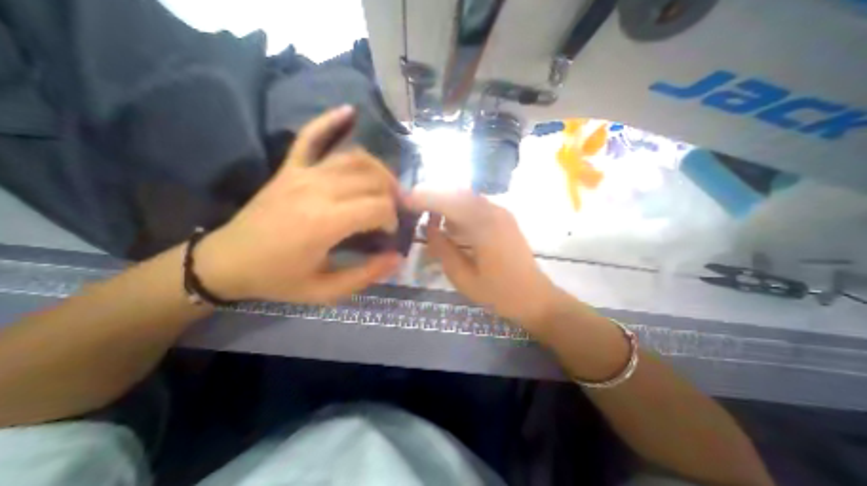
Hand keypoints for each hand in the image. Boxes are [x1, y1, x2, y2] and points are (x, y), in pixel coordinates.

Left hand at [195, 107, 402, 303]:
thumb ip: (366, 275)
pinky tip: (349, 112)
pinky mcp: (290, 168)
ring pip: (355, 158)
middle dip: (391, 195)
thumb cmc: (279, 279)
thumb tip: (397, 257)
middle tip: (392, 211)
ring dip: (378, 169)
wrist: (226, 262)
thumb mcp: (325, 290)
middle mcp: (317, 190)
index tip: (388, 233)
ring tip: (386, 185)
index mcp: (325, 223)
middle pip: (372, 180)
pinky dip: (331, 121)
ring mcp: (302, 174)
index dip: (392, 219)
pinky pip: (312, 136)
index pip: (378, 207)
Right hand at [404, 189, 562, 331]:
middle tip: (412, 204)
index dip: (424, 198)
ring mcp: (501, 213)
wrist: (535, 297)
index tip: (404, 199)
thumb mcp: (463, 277)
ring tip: (427, 213)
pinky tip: (449, 222)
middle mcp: (494, 212)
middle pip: (457, 193)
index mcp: (484, 226)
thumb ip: (443, 249)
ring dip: (445, 201)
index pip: (448, 202)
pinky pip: (476, 205)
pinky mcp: (504, 218)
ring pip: (466, 197)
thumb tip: (429, 228)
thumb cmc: (499, 293)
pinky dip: (458, 208)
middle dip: (432, 195)